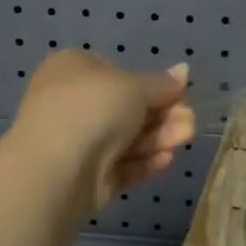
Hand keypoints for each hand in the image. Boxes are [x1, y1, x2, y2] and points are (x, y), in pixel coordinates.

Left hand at [6, 51, 195, 212]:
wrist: (55, 170)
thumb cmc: (93, 108)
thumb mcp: (135, 87)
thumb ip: (162, 83)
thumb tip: (183, 71)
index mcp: (73, 69)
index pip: (117, 72)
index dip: (150, 84)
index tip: (178, 93)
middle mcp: (70, 102)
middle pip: (125, 108)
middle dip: (161, 115)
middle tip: (190, 122)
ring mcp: (74, 141)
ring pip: (124, 137)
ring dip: (158, 137)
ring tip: (187, 138)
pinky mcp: (82, 177)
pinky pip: (117, 164)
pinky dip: (142, 161)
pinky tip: (167, 160)